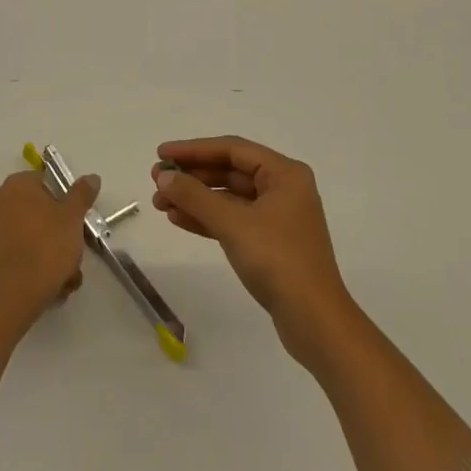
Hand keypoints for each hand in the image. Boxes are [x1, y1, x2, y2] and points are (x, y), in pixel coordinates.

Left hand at [0, 170, 98, 321]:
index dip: (62, 203)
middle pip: (32, 212)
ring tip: (61, 280)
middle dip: (53, 233)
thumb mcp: (73, 219)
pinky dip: (23, 266)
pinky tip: (41, 287)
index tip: (74, 224)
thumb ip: (82, 195)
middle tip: (71, 256)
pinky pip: (8, 254)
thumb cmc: (45, 248)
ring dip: (41, 253)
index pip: (44, 183)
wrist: (9, 294)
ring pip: (22, 236)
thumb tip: (92, 177)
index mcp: (17, 184)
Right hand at [151, 137, 356, 365]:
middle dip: (192, 176)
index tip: (161, 153)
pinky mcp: (269, 243)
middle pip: (229, 171)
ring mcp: (277, 217)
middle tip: (156, 180)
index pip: (232, 149)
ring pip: (228, 198)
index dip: (194, 149)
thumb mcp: (232, 223)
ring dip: (194, 199)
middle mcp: (283, 189)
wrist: (314, 320)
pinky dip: (206, 218)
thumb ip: (195, 196)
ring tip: (159, 203)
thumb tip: (164, 177)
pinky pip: (232, 220)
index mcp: (284, 174)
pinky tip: (178, 219)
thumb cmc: (277, 260)